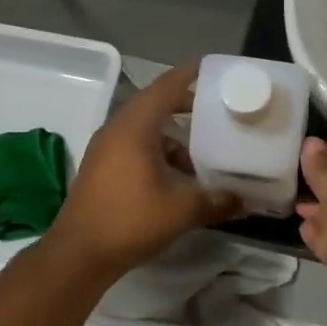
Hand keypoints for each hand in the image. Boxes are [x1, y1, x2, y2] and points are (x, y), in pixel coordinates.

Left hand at [48, 64, 242, 278]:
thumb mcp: (182, 210)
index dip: (189, 76)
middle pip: (154, 105)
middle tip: (216, 113)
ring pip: (144, 130)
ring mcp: (105, 150)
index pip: (165, 87)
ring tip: (202, 152)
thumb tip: (247, 202)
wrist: (79, 254)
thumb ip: (218, 201)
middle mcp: (116, 130)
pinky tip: (177, 177)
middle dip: (186, 107)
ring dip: (172, 137)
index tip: (213, 72)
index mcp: (134, 127)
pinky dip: (157, 153)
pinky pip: (134, 148)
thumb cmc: (131, 220)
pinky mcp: (101, 169)